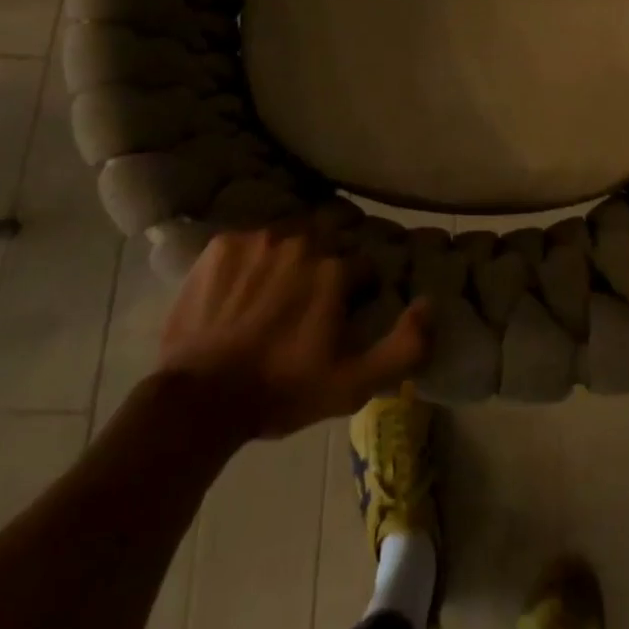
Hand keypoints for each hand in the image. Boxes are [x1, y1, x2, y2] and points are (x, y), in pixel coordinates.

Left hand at [154, 225, 429, 442]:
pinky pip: (252, 239)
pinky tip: (247, 284)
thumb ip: (405, 346)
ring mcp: (259, 238)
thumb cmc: (281, 391)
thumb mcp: (354, 384)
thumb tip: (430, 303)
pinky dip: (256, 256)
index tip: (350, 310)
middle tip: (321, 287)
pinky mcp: (223, 243)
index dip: (362, 287)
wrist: (199, 397)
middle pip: (332, 232)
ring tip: (283, 283)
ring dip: (296, 251)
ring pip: (292, 231)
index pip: (365, 263)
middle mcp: (302, 240)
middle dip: (335, 253)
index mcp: (335, 268)